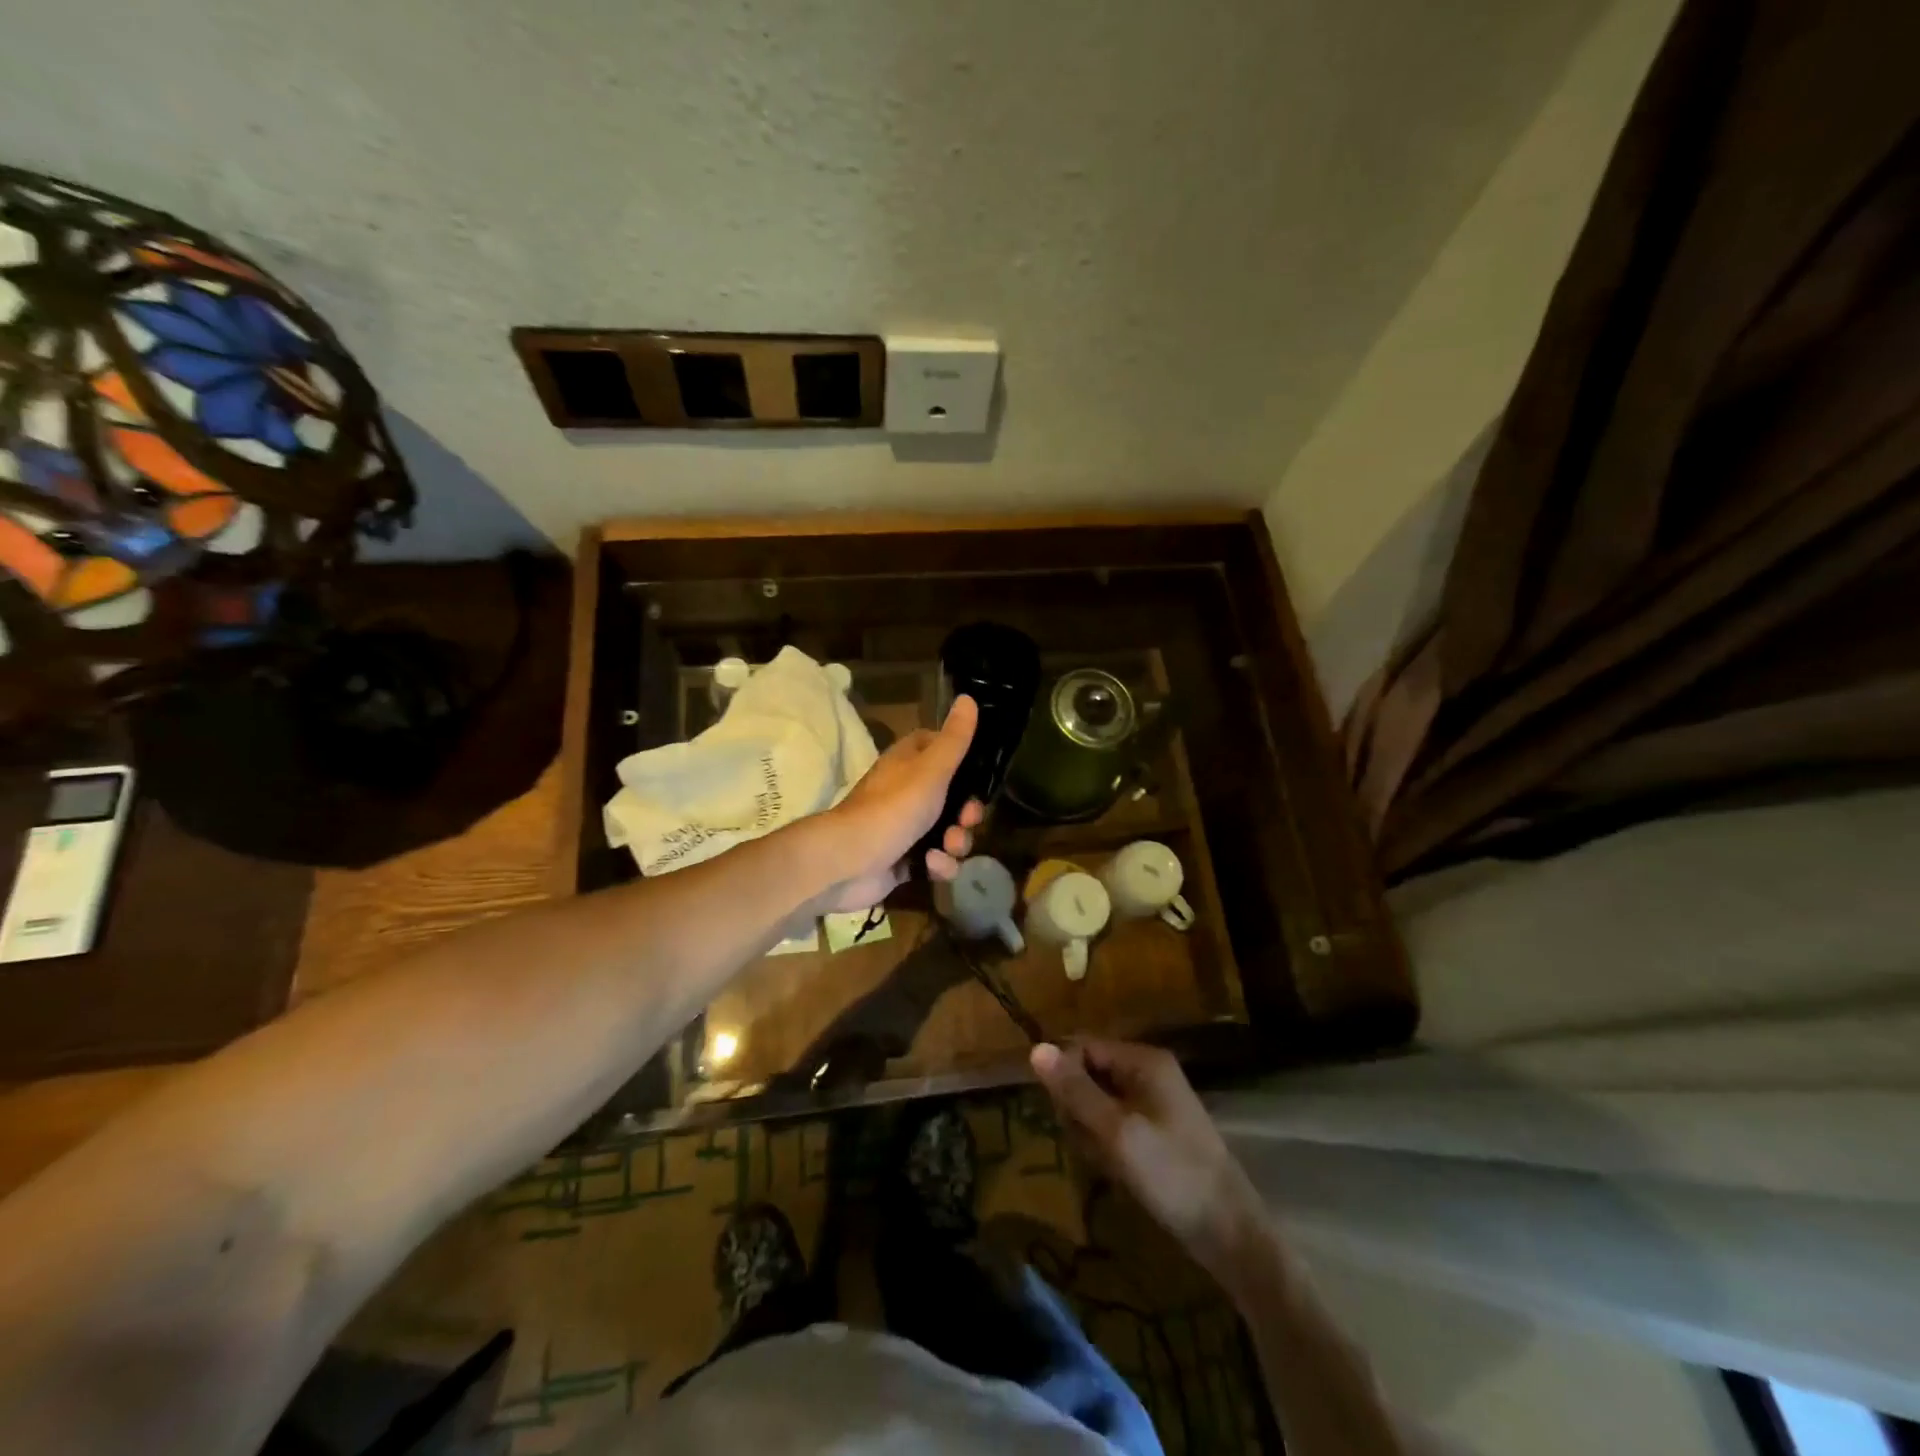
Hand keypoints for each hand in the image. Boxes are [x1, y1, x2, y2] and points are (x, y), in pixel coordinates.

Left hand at [817, 695, 983, 912]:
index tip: (979, 774)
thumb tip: (968, 698)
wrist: (848, 862)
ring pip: (950, 832)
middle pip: (955, 798)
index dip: (964, 762)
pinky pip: (936, 861)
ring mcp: (907, 828)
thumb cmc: (892, 808)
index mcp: (910, 763)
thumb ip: (955, 739)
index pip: (942, 750)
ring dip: (956, 842)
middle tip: (966, 819)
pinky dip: (938, 865)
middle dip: (967, 813)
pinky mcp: (905, 860)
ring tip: (947, 847)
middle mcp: (908, 792)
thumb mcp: (931, 769)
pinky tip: (930, 866)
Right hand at [1031, 1038, 1264, 1278]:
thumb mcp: (1117, 1132)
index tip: (1058, 1114)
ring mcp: (1154, 1102)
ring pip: (1098, 1102)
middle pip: (1089, 1072)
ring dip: (1091, 1131)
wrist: (1230, 1233)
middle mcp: (1148, 1072)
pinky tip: (1115, 1171)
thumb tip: (1035, 1048)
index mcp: (1143, 1060)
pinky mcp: (1156, 1131)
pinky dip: (1107, 1145)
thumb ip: (1076, 1090)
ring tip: (1104, 1163)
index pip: (1083, 1045)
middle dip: (1078, 1108)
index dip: (1063, 1074)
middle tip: (1088, 1144)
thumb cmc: (1172, 1175)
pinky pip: (1114, 1124)